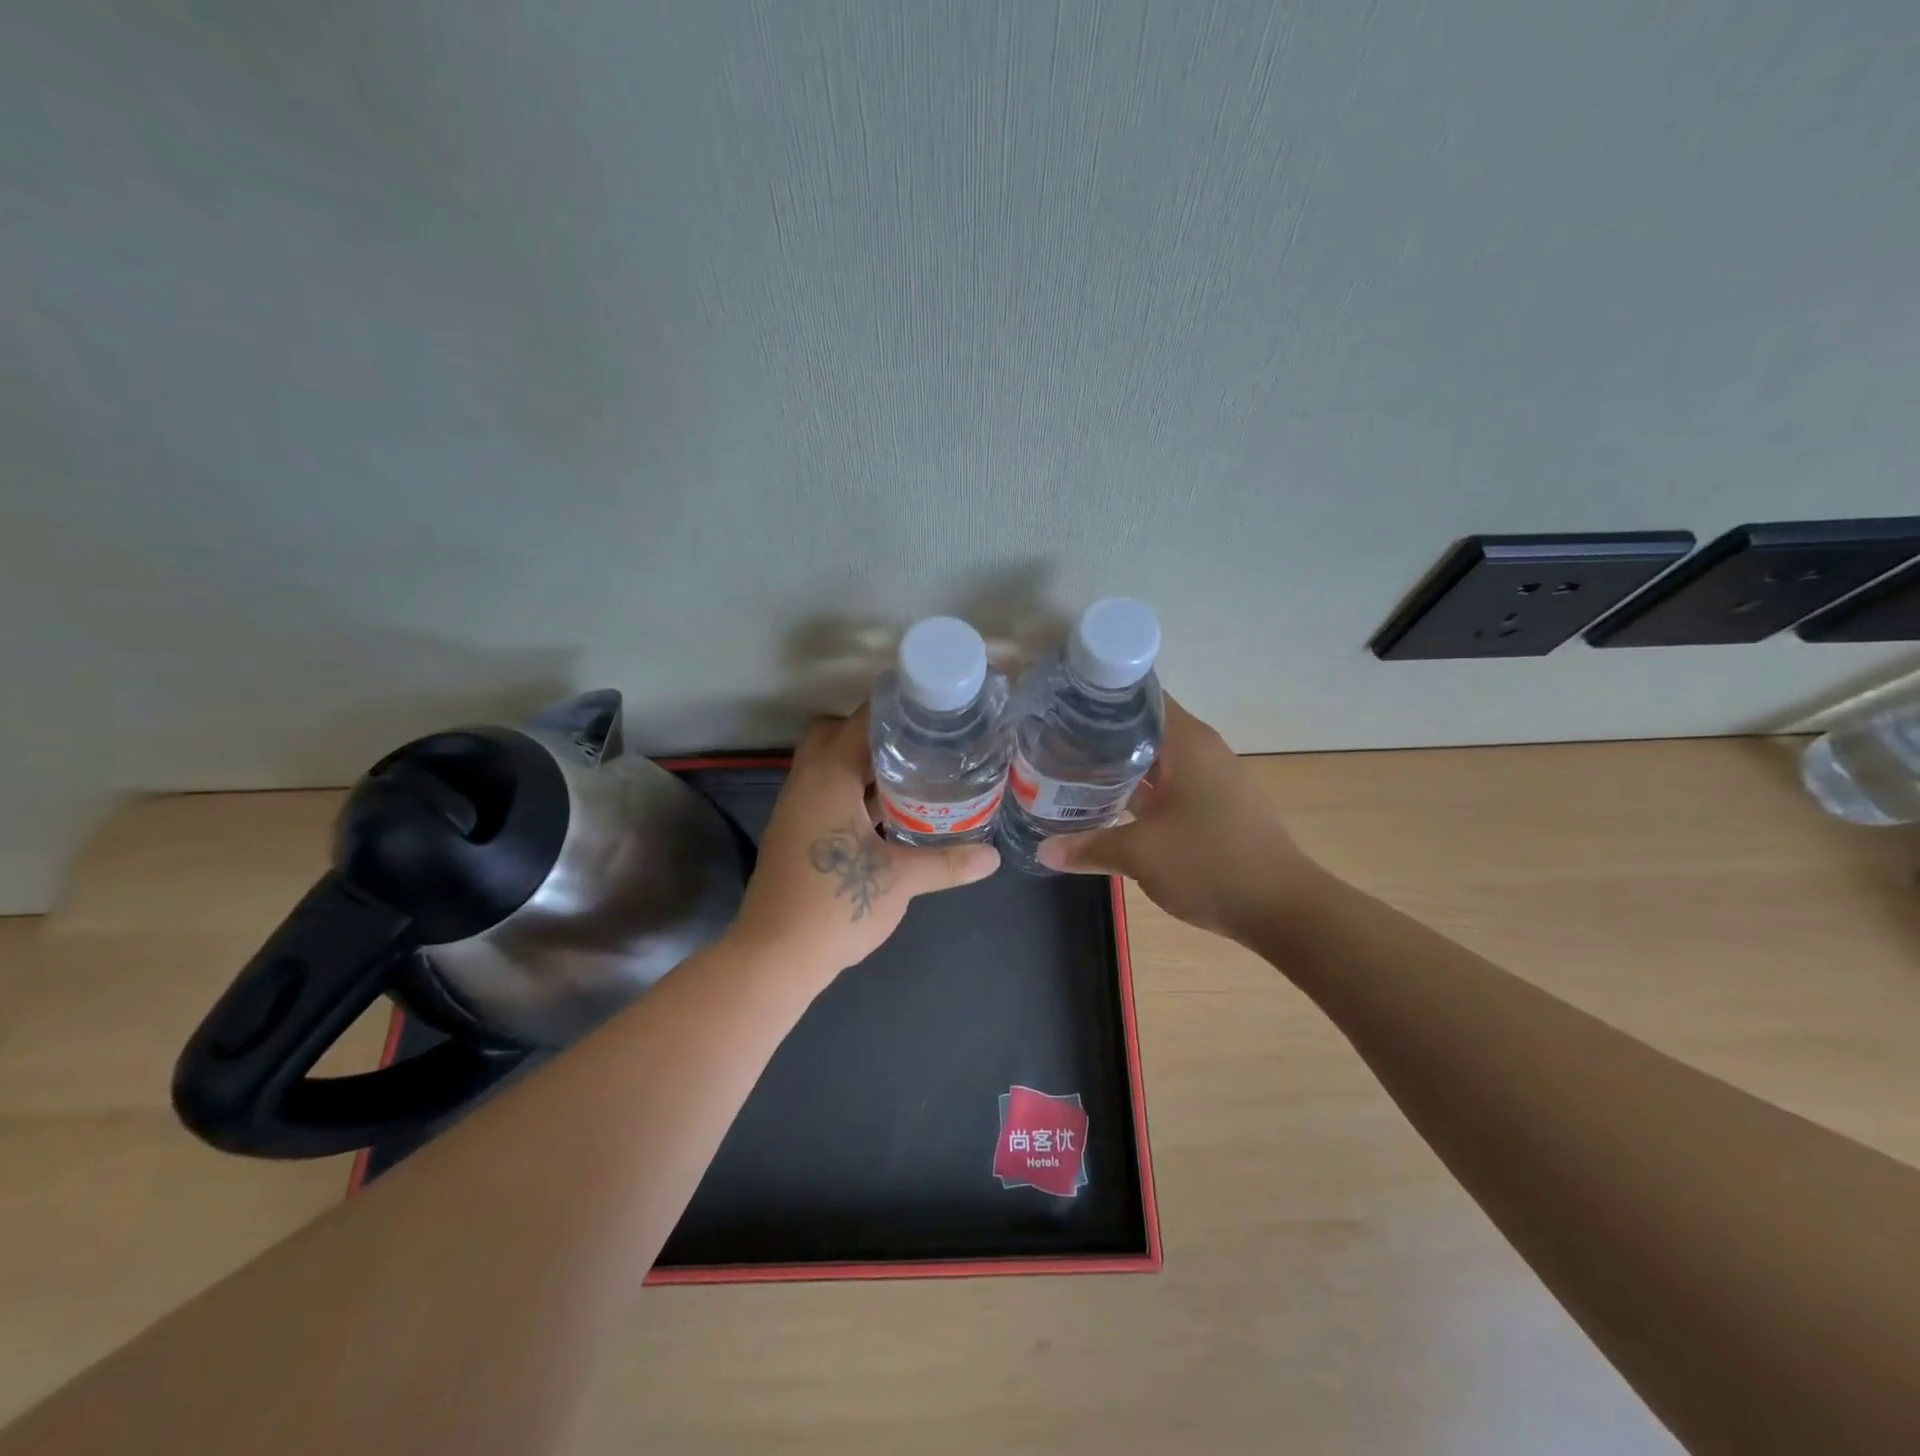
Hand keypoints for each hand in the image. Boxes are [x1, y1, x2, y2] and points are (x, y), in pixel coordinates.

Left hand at [732, 707, 1000, 980]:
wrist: (774, 957)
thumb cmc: (835, 905)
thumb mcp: (900, 881)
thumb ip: (947, 863)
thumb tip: (993, 857)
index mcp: (828, 778)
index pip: (859, 721)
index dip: (895, 710)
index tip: (932, 713)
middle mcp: (805, 783)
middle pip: (832, 734)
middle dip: (871, 734)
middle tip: (916, 746)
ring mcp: (794, 809)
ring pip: (825, 766)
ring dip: (860, 765)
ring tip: (910, 774)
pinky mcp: (793, 834)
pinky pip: (822, 793)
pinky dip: (849, 792)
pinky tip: (884, 815)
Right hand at [1037, 695, 1325, 940]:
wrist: (1283, 909)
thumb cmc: (1212, 865)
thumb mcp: (1141, 854)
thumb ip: (1090, 847)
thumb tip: (1043, 851)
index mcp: (1187, 743)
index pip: (1139, 697)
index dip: (1099, 697)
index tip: (1061, 704)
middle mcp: (1201, 751)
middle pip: (1143, 726)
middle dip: (1099, 733)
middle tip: (1052, 741)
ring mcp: (1210, 779)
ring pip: (1154, 758)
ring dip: (1117, 764)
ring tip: (1068, 769)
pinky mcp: (1213, 806)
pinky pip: (1167, 784)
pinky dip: (1137, 788)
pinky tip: (1105, 802)